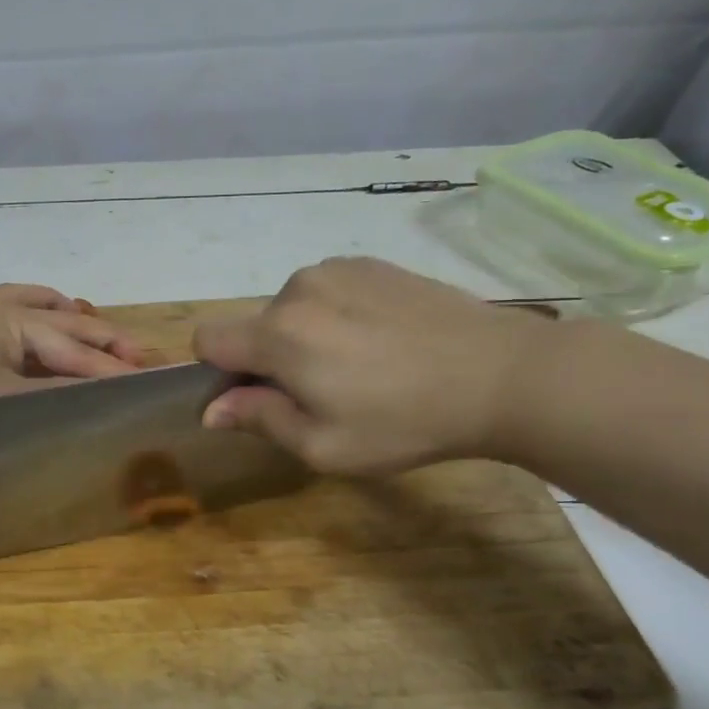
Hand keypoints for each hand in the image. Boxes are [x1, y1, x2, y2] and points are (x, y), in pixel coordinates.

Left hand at [0, 283, 143, 439]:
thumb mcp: (0, 400)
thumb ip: (52, 396)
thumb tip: (100, 397)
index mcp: (19, 324)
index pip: (77, 353)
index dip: (114, 370)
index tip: (151, 383)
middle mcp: (6, 311)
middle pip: (67, 326)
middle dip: (105, 342)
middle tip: (143, 357)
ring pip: (41, 310)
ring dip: (73, 321)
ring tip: (97, 328)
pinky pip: (14, 310)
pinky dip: (38, 315)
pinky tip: (39, 328)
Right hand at [193, 258, 551, 473]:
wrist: (501, 374)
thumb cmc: (404, 422)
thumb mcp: (323, 445)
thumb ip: (259, 419)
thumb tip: (212, 409)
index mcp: (278, 334)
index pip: (207, 338)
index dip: (219, 373)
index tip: (258, 397)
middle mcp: (297, 288)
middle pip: (254, 327)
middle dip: (270, 359)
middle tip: (325, 394)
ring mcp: (338, 269)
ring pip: (292, 308)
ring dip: (305, 335)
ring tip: (362, 366)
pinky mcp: (373, 263)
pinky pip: (329, 291)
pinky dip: (338, 315)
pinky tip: (384, 340)